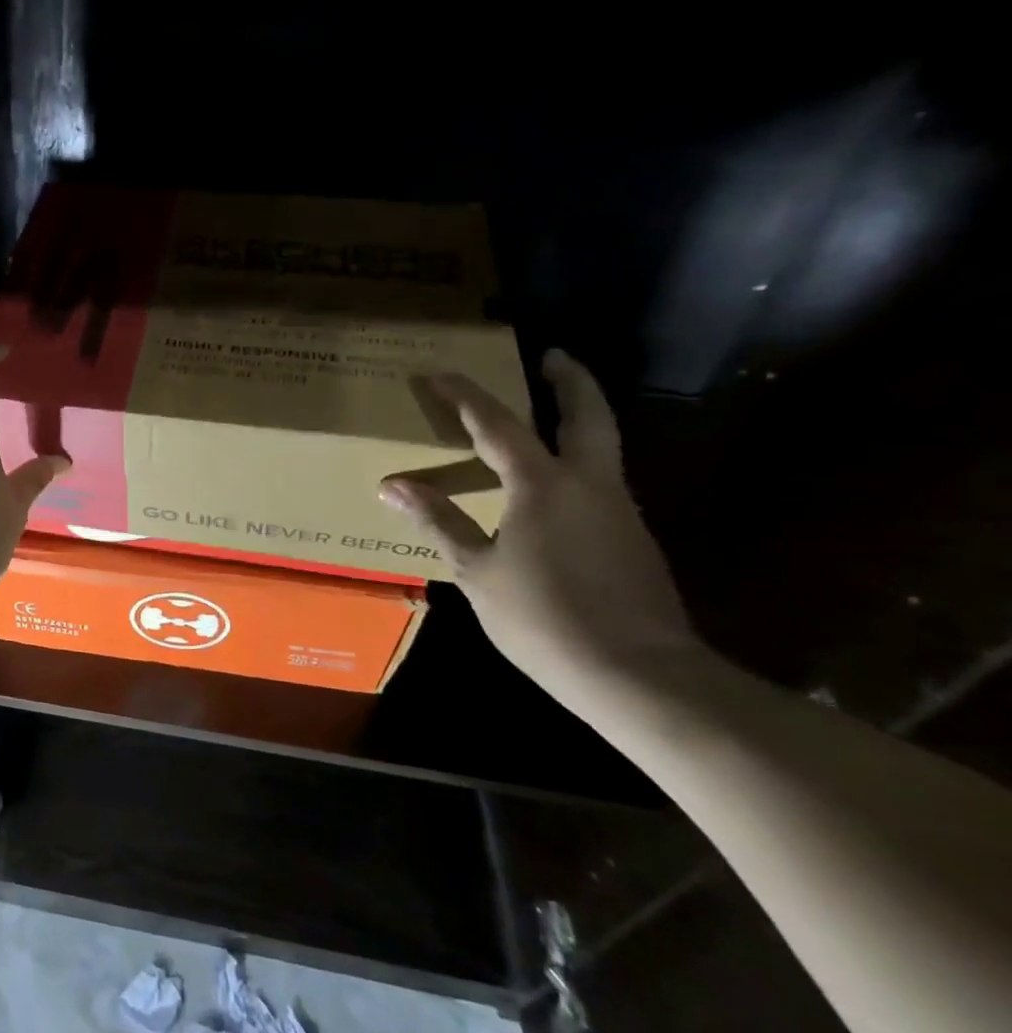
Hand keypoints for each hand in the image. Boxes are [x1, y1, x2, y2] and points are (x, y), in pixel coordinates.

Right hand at [378, 350, 700, 700]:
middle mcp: (590, 484)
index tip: (437, 374)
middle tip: (553, 356)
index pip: (497, 423)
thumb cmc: (544, 619)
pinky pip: (600, 484)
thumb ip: (440, 521)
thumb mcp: (477, 571)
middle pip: (587, 415)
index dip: (464, 395)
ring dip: (578, 420)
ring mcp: (619, 510)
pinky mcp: (633, 539)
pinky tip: (553, 490)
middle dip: (570, 380)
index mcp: (543, 485)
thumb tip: (393, 486)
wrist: (640, 676)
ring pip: (601, 448)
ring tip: (546, 417)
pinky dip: (577, 464)